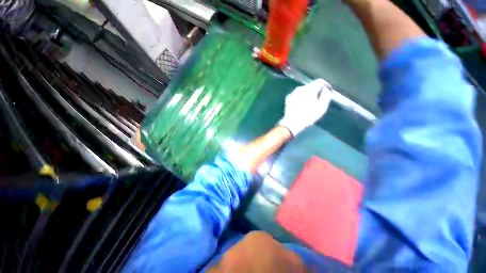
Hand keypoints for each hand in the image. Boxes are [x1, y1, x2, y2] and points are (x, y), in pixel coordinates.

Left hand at [279, 79, 331, 135]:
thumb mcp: (321, 107)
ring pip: (303, 90)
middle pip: (311, 85)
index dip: (325, 85)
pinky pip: (297, 95)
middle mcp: (300, 88)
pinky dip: (300, 97)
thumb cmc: (308, 116)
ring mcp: (293, 93)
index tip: (328, 91)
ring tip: (310, 102)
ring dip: (307, 94)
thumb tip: (325, 89)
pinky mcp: (288, 98)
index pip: (320, 81)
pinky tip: (301, 104)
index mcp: (309, 89)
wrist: (291, 123)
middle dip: (316, 90)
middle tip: (319, 98)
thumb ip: (326, 95)